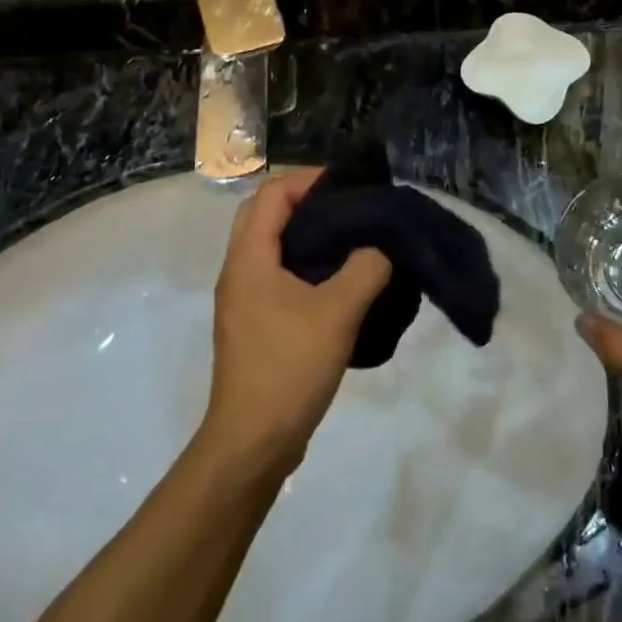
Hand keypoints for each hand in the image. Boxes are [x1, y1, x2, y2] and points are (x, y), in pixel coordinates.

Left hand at [203, 169, 391, 477]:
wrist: (253, 441)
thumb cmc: (289, 367)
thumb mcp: (337, 312)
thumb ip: (366, 268)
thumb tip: (382, 244)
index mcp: (249, 258)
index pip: (272, 194)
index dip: (309, 180)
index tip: (350, 185)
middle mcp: (239, 271)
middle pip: (269, 216)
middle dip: (311, 204)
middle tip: (355, 209)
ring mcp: (245, 300)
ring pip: (275, 248)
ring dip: (310, 236)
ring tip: (356, 239)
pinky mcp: (257, 324)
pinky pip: (280, 276)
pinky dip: (309, 266)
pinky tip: (344, 282)